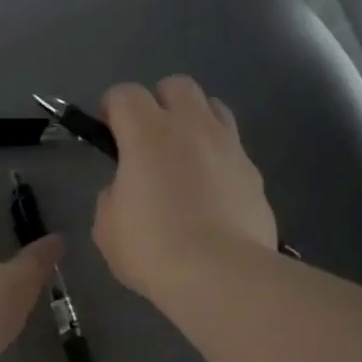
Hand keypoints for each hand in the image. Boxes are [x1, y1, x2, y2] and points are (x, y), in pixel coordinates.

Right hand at [92, 77, 277, 301]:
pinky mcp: (254, 173)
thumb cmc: (153, 249)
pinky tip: (211, 192)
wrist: (221, 275)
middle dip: (158, 103)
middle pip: (176, 86)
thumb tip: (128, 189)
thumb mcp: (107, 225)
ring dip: (194, 122)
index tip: (108, 135)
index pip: (125, 94)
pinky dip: (218, 158)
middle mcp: (192, 126)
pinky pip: (233, 148)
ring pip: (213, 108)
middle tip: (147, 140)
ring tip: (184, 158)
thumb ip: (113, 194)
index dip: (111, 109)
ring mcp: (229, 146)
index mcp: (147, 133)